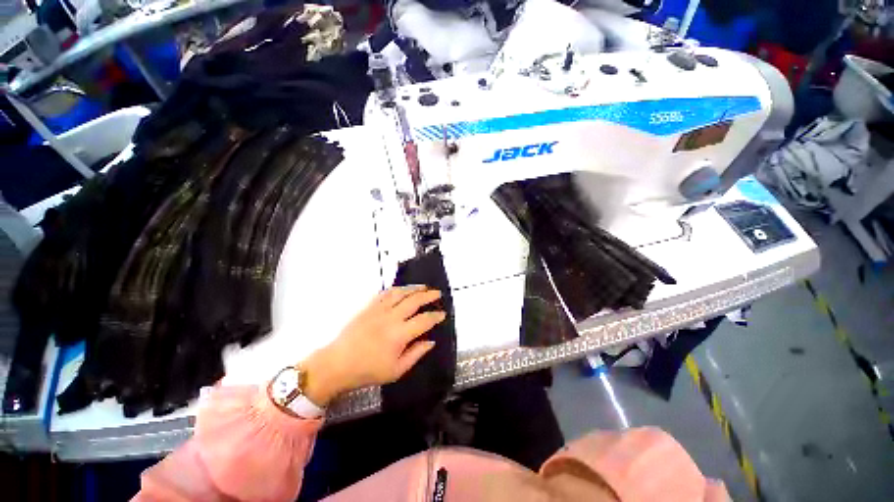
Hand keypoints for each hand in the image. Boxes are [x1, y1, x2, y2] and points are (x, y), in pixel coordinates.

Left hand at [299, 286, 445, 406]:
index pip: (424, 320)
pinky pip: (385, 293)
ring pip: (400, 292)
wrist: (338, 364)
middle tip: (437, 293)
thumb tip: (431, 341)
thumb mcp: (396, 370)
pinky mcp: (369, 307)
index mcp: (400, 334)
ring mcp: (379, 309)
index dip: (435, 316)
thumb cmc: (368, 371)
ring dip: (414, 288)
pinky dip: (396, 289)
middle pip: (414, 301)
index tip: (442, 314)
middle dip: (428, 295)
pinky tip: (401, 289)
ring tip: (423, 287)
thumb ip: (416, 354)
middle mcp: (391, 317)